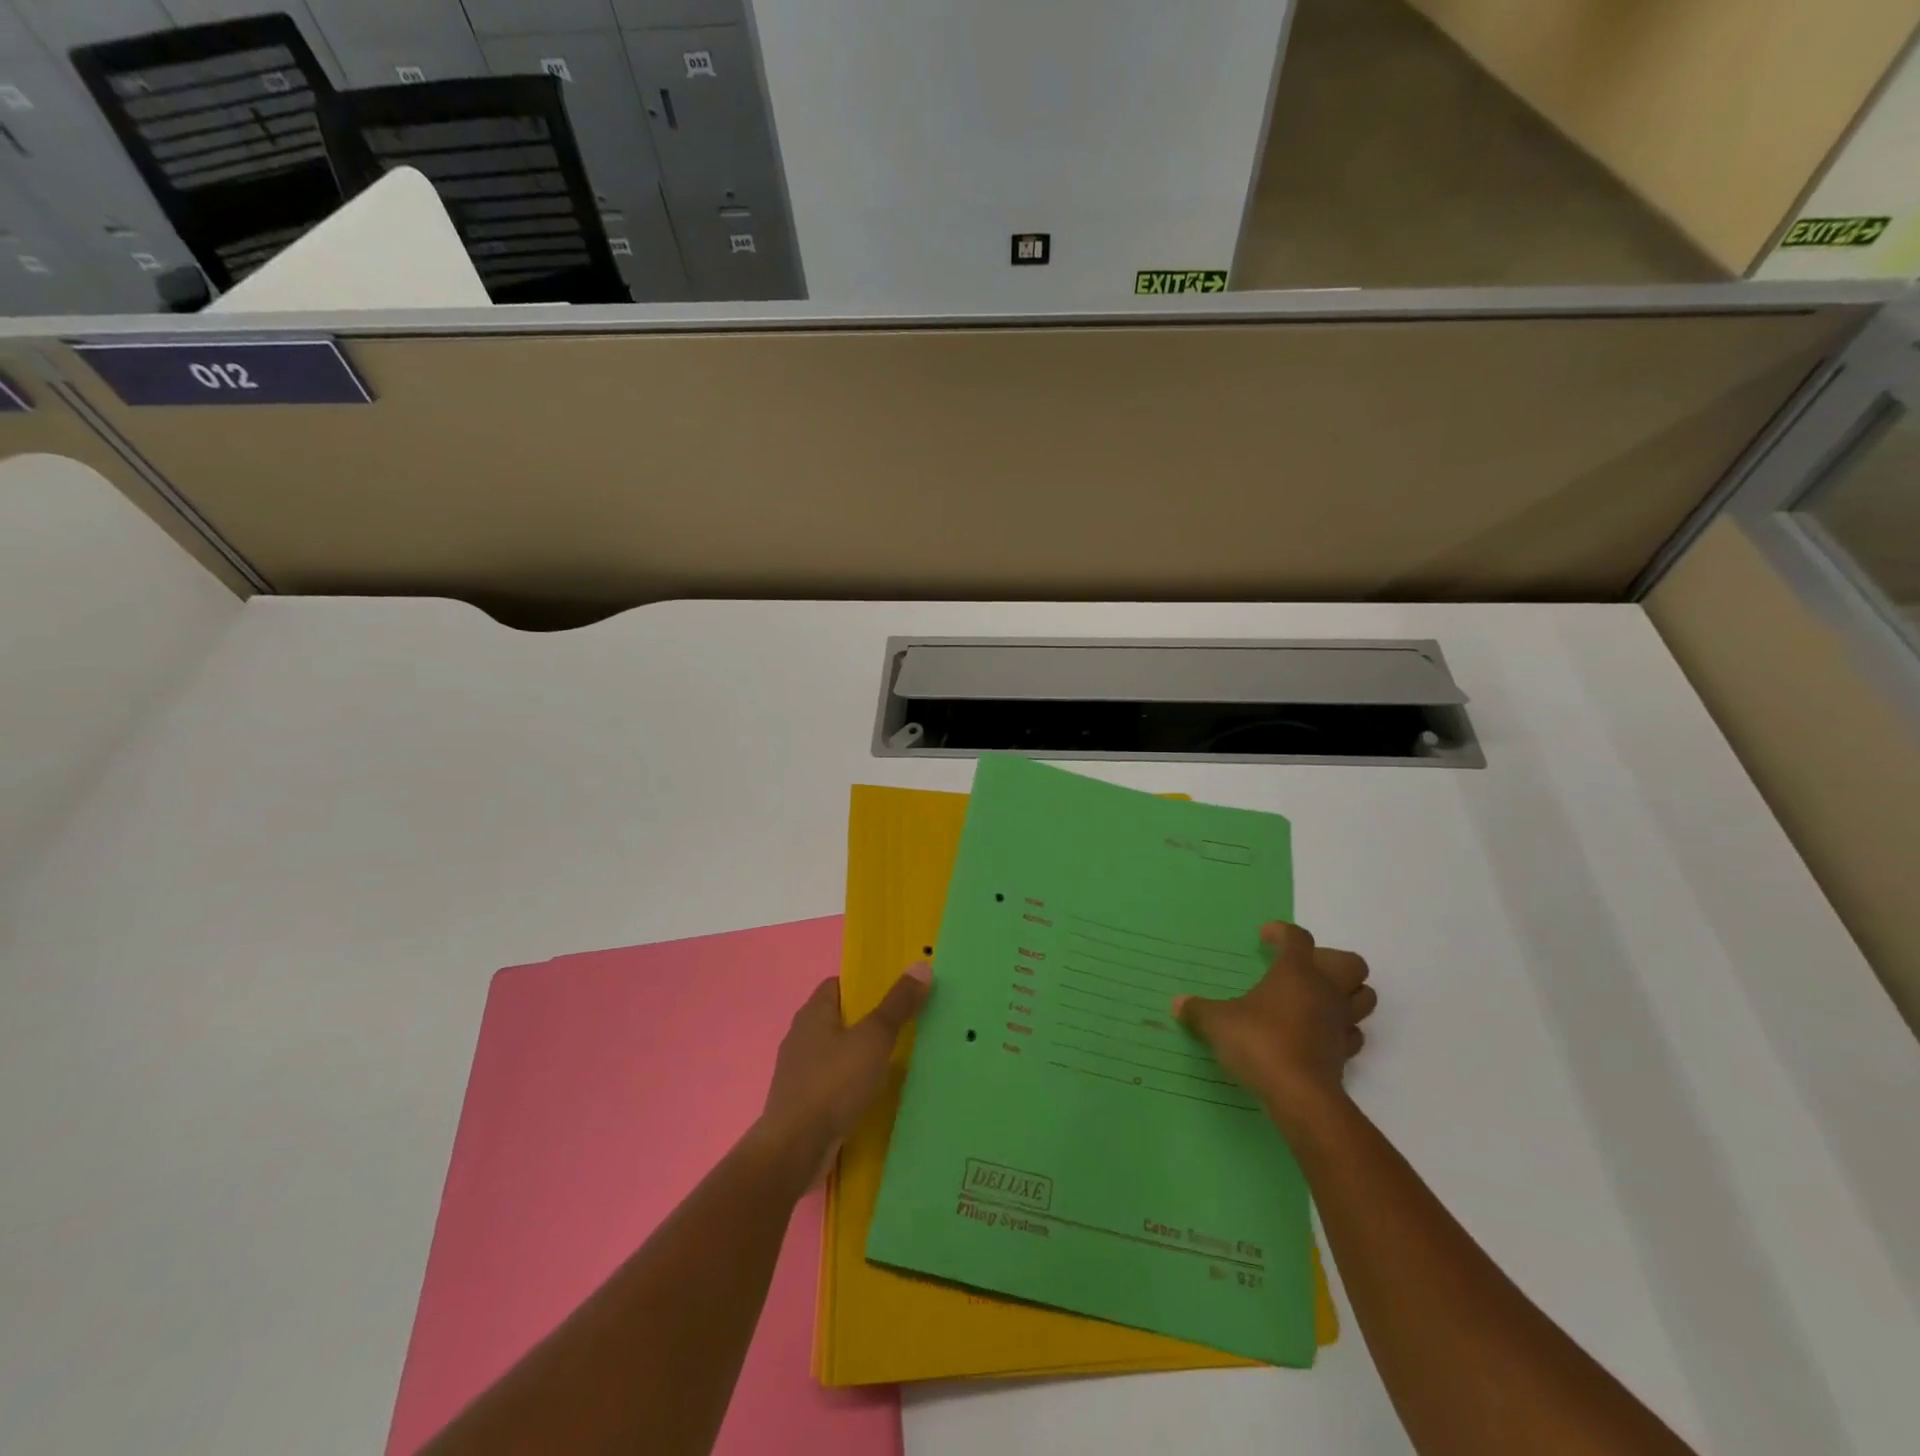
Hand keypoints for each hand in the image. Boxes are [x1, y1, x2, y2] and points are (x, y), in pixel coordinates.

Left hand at [755, 962, 931, 1184]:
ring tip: (894, 1061)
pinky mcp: (802, 1103)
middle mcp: (801, 1036)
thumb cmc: (834, 1083)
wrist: (794, 1150)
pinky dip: (851, 1083)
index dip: (865, 985)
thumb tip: (921, 965)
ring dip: (860, 1055)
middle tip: (904, 1025)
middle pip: (839, 1018)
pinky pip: (832, 1082)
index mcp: (813, 1013)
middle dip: (868, 1021)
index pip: (838, 984)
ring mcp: (798, 1072)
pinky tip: (872, 1094)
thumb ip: (897, 1004)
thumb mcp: (874, 1038)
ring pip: (836, 1052)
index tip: (895, 994)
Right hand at [1173, 922, 1374, 1137]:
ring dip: (1347, 993)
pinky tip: (1318, 1034)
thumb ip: (1199, 1010)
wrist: (1300, 1096)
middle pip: (1351, 963)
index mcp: (1296, 972)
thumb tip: (1178, 1003)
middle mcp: (1325, 991)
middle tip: (1302, 968)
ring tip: (1316, 999)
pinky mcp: (1345, 1054)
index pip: (1298, 939)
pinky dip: (1340, 1029)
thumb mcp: (1218, 1023)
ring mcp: (1340, 1022)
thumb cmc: (1259, 1043)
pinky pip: (1353, 1033)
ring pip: (1364, 997)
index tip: (1265, 936)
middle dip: (1331, 960)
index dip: (1282, 933)